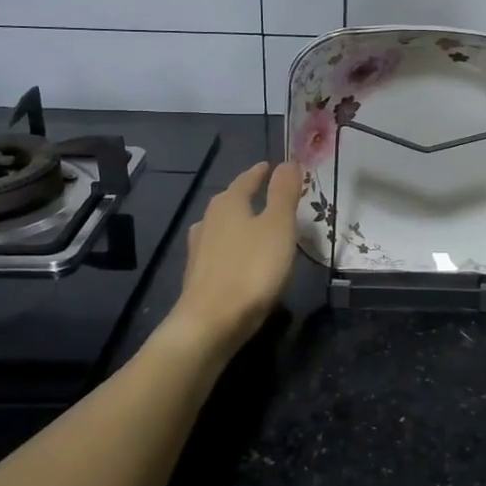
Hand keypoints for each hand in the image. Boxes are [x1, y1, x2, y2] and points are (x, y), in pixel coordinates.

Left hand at [173, 161, 303, 353]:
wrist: (211, 323)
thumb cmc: (251, 269)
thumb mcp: (278, 226)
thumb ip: (283, 193)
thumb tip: (287, 162)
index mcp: (228, 204)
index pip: (246, 180)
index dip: (260, 173)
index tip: (271, 166)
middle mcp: (209, 221)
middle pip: (230, 201)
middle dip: (248, 196)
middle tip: (267, 194)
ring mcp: (199, 250)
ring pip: (222, 227)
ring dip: (238, 223)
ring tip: (255, 226)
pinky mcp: (198, 277)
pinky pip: (219, 252)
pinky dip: (232, 248)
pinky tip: (240, 259)